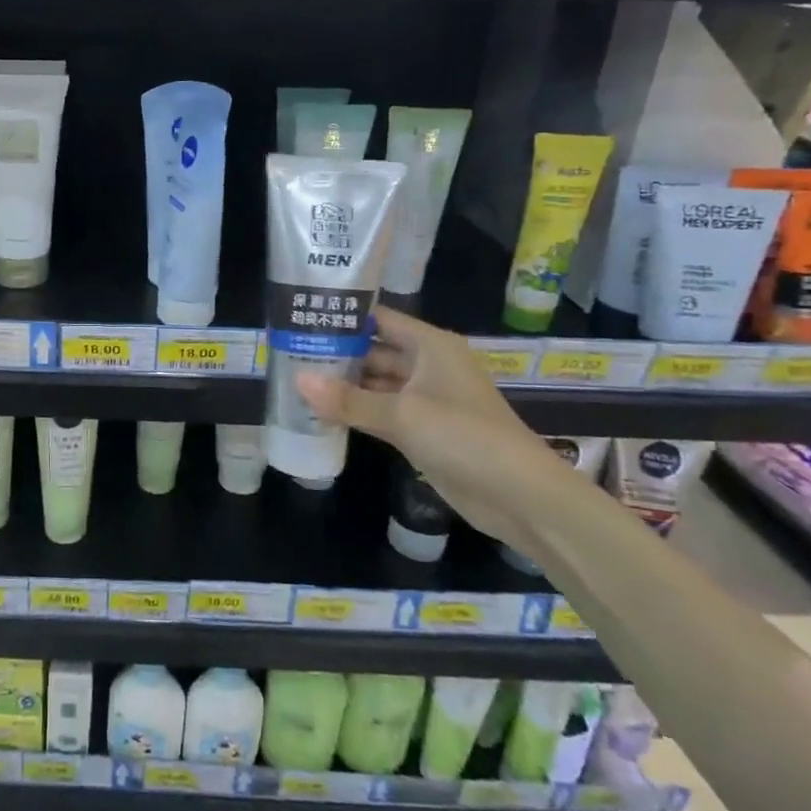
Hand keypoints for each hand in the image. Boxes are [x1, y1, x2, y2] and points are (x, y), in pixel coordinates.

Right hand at [295, 307, 575, 551]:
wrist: (521, 497)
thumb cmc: (465, 437)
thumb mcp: (402, 415)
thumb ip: (348, 399)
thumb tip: (297, 381)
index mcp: (431, 346)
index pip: (379, 318)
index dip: (344, 315)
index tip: (302, 313)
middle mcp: (428, 366)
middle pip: (374, 350)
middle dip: (337, 351)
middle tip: (288, 350)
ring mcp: (425, 399)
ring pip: (375, 382)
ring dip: (343, 383)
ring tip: (296, 377)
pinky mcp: (422, 430)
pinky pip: (380, 411)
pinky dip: (355, 410)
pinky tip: (321, 411)